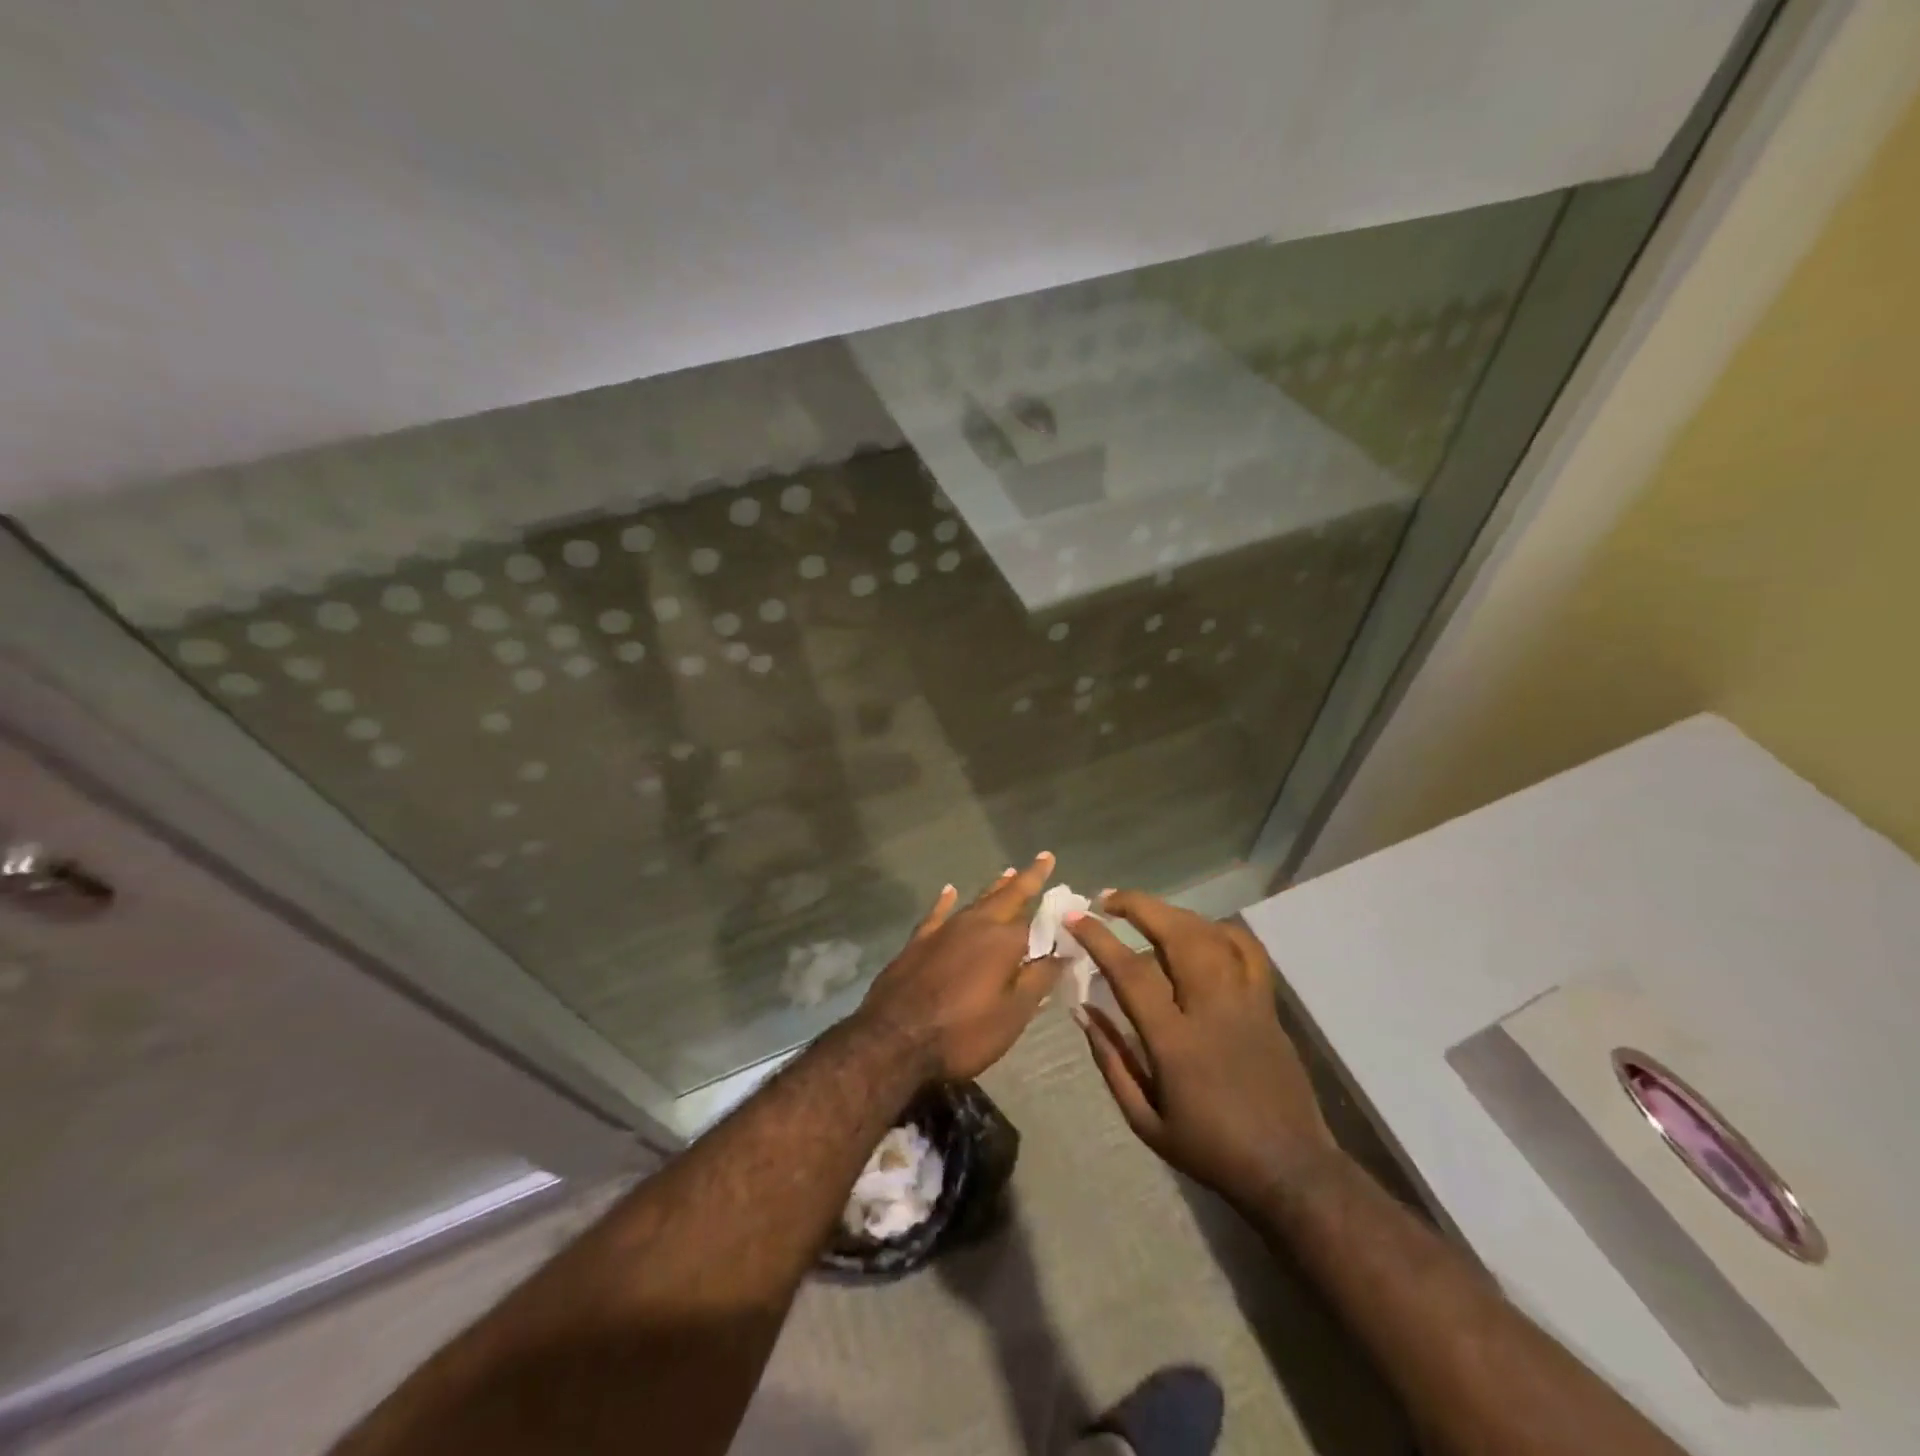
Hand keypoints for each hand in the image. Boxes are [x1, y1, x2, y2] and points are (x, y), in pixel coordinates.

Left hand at [854, 854, 1060, 1082]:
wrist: (894, 1040)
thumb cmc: (963, 1033)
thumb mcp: (1013, 1014)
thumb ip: (1039, 980)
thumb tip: (1065, 952)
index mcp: (1003, 940)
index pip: (1038, 920)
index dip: (1055, 911)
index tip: (1071, 896)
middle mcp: (976, 924)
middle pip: (1007, 896)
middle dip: (1028, 878)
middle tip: (1043, 858)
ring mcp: (944, 930)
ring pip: (976, 901)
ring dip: (995, 887)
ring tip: (1009, 872)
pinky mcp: (918, 942)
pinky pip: (938, 913)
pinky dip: (946, 901)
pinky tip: (949, 890)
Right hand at [1069, 891, 1339, 1209]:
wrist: (1289, 1169)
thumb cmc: (1210, 1150)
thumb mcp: (1145, 1121)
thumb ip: (1111, 1060)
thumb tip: (1082, 1010)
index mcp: (1176, 1042)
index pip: (1132, 973)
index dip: (1100, 939)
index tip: (1076, 917)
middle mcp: (1212, 1010)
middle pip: (1178, 935)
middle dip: (1139, 906)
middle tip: (1107, 899)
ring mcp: (1247, 1002)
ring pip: (1211, 934)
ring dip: (1172, 912)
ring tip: (1144, 911)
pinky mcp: (1268, 1004)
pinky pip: (1247, 950)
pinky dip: (1219, 929)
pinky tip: (1198, 930)